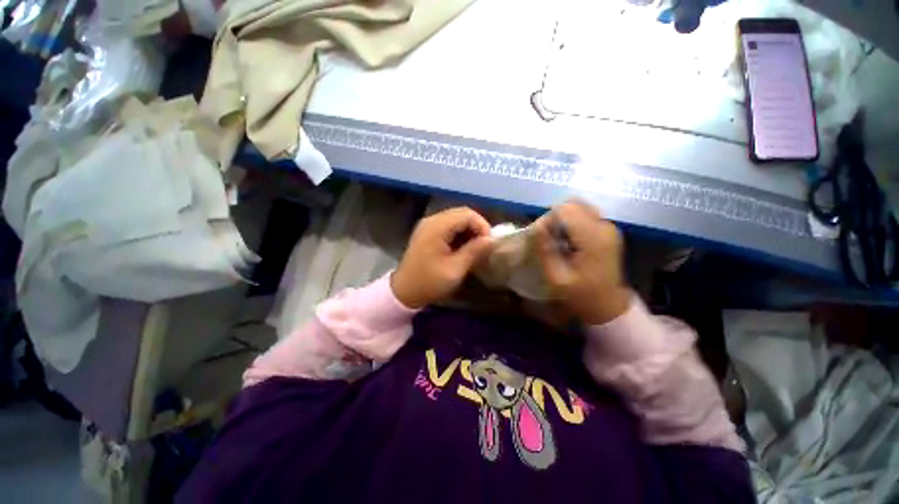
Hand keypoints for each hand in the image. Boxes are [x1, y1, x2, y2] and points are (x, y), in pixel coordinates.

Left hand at [391, 207, 492, 308]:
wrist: (403, 291)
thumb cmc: (429, 282)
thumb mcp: (454, 270)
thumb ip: (473, 252)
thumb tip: (490, 240)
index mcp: (437, 227)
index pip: (467, 214)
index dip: (482, 226)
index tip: (489, 244)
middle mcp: (432, 220)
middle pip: (462, 213)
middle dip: (477, 227)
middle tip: (484, 245)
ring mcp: (428, 225)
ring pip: (456, 218)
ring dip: (469, 230)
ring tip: (476, 247)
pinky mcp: (427, 232)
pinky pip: (448, 225)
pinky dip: (460, 233)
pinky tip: (463, 247)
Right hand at [535, 199, 629, 324]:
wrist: (609, 306)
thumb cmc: (581, 295)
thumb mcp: (557, 277)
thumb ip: (545, 249)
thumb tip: (536, 225)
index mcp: (592, 237)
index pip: (564, 210)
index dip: (548, 220)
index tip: (541, 239)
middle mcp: (603, 226)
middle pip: (572, 204)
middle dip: (555, 217)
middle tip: (548, 238)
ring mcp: (608, 227)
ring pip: (578, 207)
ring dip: (563, 219)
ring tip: (557, 239)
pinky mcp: (608, 230)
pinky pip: (585, 215)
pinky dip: (571, 223)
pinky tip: (568, 241)